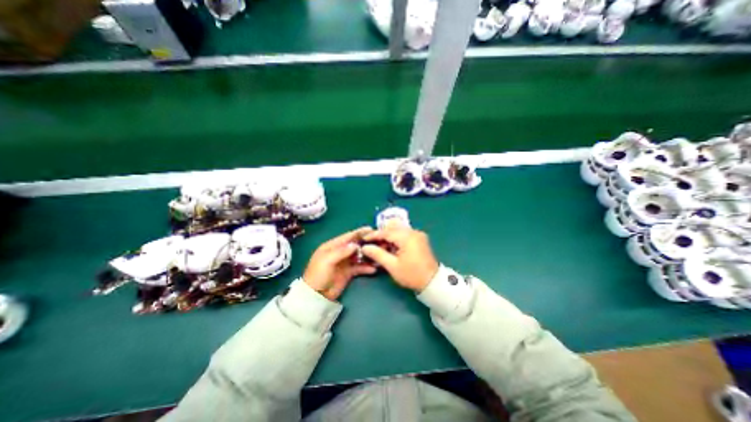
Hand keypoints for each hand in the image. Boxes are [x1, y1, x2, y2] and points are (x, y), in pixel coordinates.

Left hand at [301, 228, 377, 299]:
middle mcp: (339, 252)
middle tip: (378, 242)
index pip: (347, 237)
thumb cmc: (318, 275)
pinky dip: (366, 267)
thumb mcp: (327, 260)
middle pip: (355, 245)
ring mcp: (344, 262)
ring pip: (358, 256)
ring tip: (378, 255)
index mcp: (332, 246)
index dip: (358, 232)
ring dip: (367, 255)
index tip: (370, 229)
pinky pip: (359, 267)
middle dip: (365, 243)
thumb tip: (355, 245)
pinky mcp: (348, 272)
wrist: (315, 296)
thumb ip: (341, 251)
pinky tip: (373, 268)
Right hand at [359, 226, 437, 291]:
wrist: (432, 282)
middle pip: (393, 229)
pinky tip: (391, 247)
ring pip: (399, 231)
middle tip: (371, 243)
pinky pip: (405, 234)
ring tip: (380, 246)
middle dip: (381, 235)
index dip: (374, 235)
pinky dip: (396, 239)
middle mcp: (413, 232)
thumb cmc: (411, 275)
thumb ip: (378, 254)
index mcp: (407, 237)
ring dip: (389, 237)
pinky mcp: (420, 239)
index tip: (364, 239)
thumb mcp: (392, 266)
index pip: (386, 232)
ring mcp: (418, 235)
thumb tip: (365, 247)